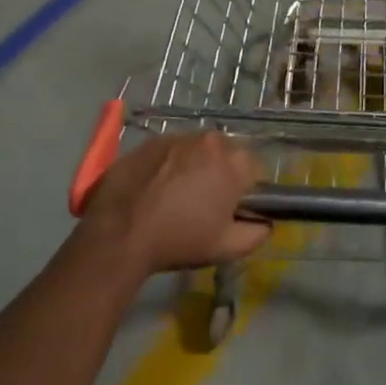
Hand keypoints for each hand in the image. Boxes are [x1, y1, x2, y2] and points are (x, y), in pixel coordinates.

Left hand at [79, 131, 270, 274]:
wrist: (119, 233)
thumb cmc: (179, 240)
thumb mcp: (227, 248)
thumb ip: (257, 234)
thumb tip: (266, 223)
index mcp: (235, 163)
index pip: (253, 170)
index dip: (244, 191)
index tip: (229, 209)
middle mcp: (211, 140)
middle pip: (225, 155)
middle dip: (219, 173)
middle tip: (202, 203)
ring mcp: (179, 136)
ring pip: (197, 149)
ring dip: (193, 166)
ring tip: (174, 195)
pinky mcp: (151, 140)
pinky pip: (170, 149)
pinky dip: (168, 164)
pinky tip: (154, 187)